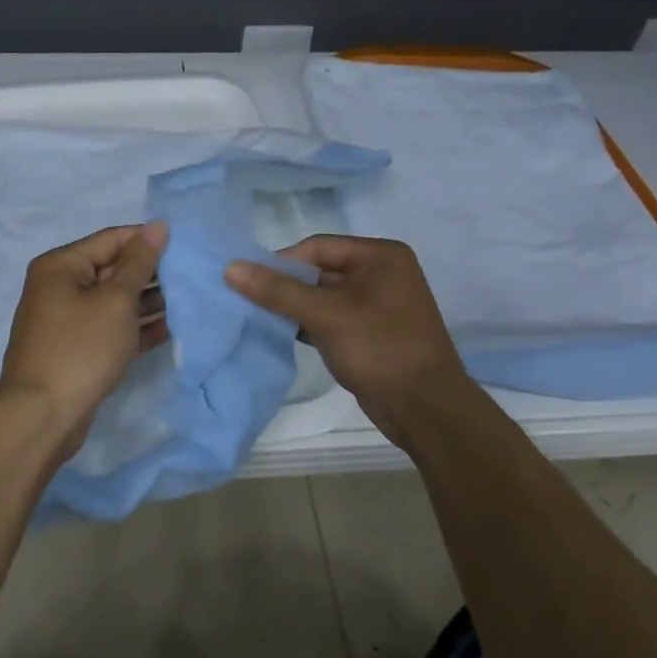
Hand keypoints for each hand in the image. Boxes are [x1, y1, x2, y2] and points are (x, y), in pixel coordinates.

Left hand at [0, 222, 169, 459]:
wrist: (42, 417)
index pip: (112, 239)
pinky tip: (170, 329)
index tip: (186, 244)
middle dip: (151, 272)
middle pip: (112, 268)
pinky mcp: (76, 349)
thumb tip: (158, 225)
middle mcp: (59, 286)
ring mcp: (66, 320)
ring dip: (147, 301)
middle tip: (192, 275)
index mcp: (61, 265)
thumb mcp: (116, 300)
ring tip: (188, 300)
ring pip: (114, 300)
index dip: (148, 239)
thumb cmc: (80, 348)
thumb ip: (140, 262)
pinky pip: (110, 327)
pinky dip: (135, 327)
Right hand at [224, 235, 469, 450]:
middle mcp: (382, 273)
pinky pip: (331, 319)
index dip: (281, 262)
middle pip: (319, 270)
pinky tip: (281, 334)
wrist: (426, 410)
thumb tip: (230, 268)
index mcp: (380, 256)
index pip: (317, 247)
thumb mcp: (326, 315)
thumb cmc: (380, 349)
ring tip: (257, 317)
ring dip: (293, 307)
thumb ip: (278, 291)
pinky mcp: (370, 333)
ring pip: (323, 297)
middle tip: (246, 300)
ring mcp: (377, 305)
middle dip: (285, 286)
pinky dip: (307, 324)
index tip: (248, 282)